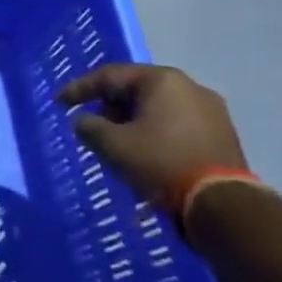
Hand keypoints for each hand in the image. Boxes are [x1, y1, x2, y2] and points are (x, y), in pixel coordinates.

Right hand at [58, 64, 248, 218]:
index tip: (59, 103)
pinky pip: (176, 124)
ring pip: (157, 108)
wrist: (222, 205)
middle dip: (109, 106)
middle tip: (90, 124)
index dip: (80, 88)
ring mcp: (211, 111)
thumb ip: (89, 127)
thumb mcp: (112, 145)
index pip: (110, 76)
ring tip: (116, 142)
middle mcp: (190, 87)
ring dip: (132, 121)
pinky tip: (144, 152)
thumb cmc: (161, 164)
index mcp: (162, 80)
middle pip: (136, 89)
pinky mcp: (222, 135)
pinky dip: (154, 132)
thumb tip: (84, 122)